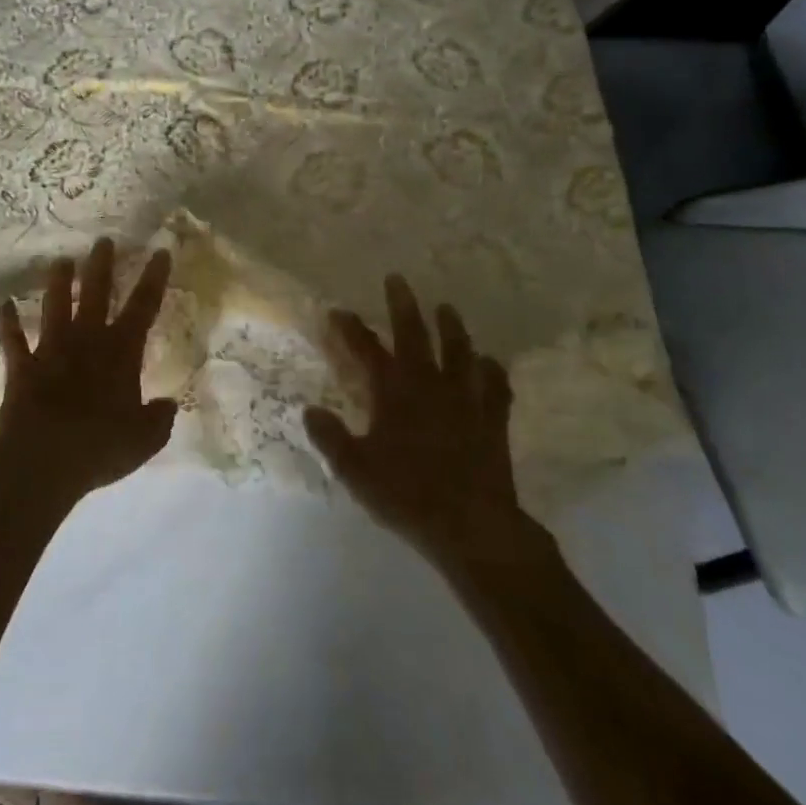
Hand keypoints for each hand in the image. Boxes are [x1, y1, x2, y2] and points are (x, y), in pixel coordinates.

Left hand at [0, 239, 177, 506]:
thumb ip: (159, 419)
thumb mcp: (144, 439)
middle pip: (96, 293)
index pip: (144, 307)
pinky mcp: (22, 367)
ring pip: (55, 306)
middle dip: (101, 265)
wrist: (44, 460)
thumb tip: (169, 404)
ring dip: (58, 282)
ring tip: (60, 260)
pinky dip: (6, 322)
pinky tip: (0, 304)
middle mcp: (87, 341)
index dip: (154, 278)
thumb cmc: (100, 446)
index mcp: (121, 352)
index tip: (160, 252)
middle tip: (103, 240)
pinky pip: (12, 340)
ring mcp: (51, 350)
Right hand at [304, 275, 554, 571]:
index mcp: (394, 393)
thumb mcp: (355, 470)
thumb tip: (309, 410)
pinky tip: (490, 362)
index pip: (366, 350)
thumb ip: (330, 438)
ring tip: (447, 308)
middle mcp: (429, 385)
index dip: (350, 329)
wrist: (471, 525)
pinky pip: (496, 387)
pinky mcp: (492, 419)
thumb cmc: (406, 495)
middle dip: (403, 306)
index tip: (337, 310)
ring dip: (452, 327)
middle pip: (415, 335)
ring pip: (459, 352)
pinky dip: (492, 371)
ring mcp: (465, 399)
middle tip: (398, 279)